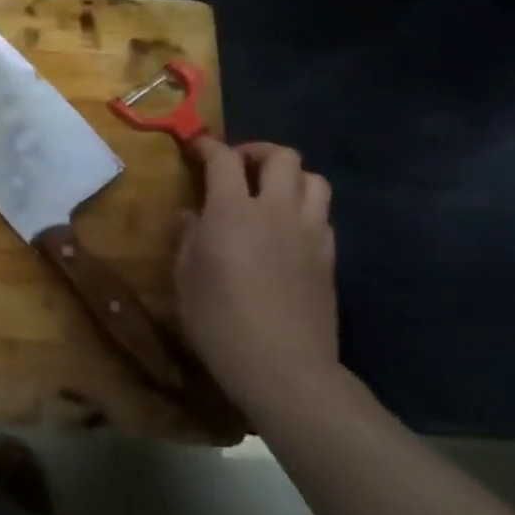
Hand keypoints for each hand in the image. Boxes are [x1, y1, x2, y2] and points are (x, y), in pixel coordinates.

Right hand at [175, 139, 338, 412]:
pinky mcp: (329, 258)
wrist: (284, 368)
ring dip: (289, 176)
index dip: (208, 146)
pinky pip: (323, 215)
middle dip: (256, 152)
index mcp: (233, 212)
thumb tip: (193, 215)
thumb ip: (188, 238)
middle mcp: (276, 211)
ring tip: (270, 192)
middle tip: (238, 166)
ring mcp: (309, 234)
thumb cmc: (220, 322)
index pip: (223, 159)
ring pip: (313, 179)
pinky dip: (305, 209)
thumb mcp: (185, 279)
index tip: (195, 148)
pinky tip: (288, 230)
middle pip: (281, 157)